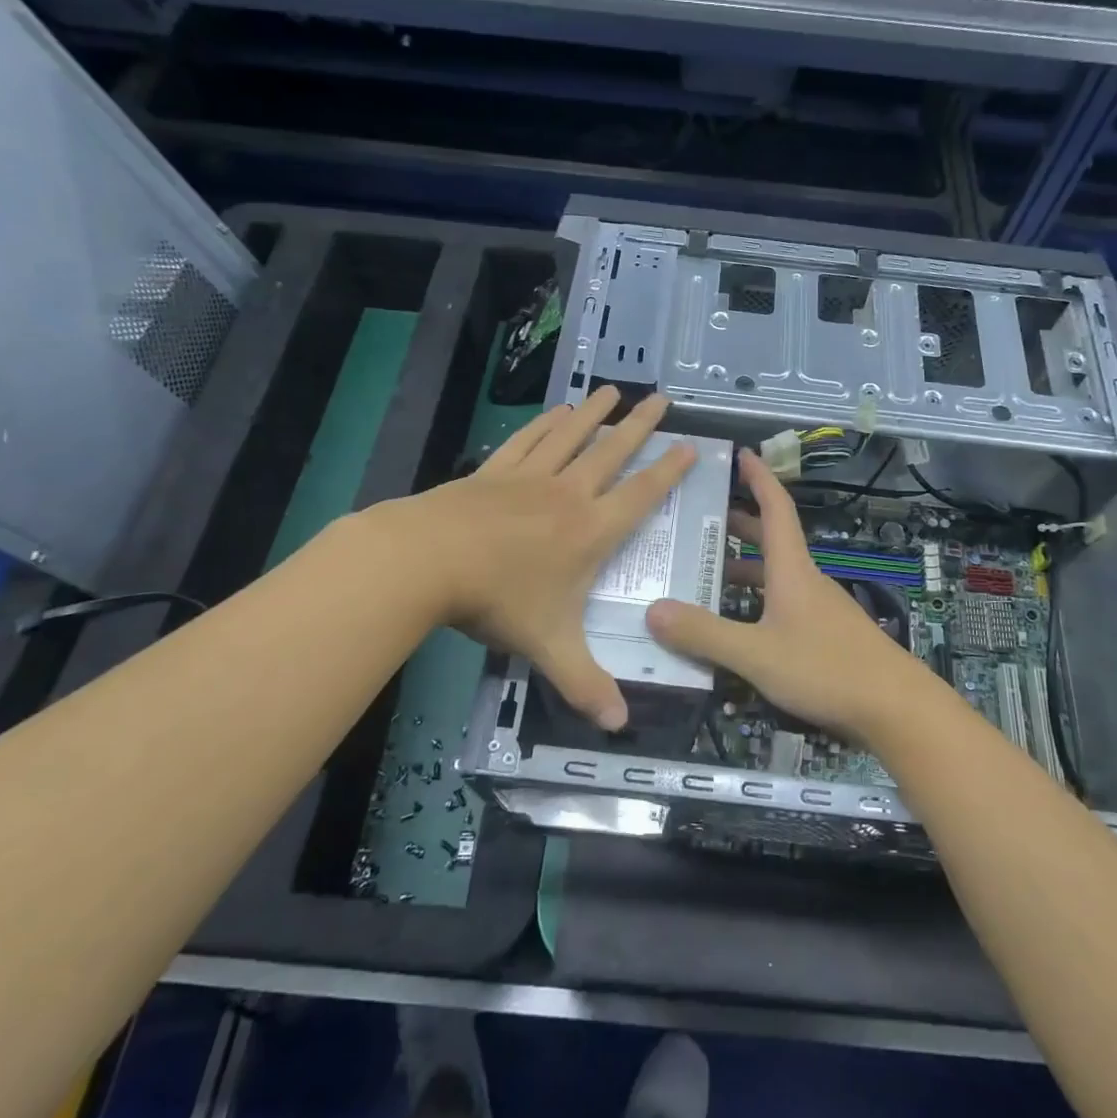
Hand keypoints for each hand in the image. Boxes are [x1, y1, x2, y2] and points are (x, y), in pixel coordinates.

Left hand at [377, 386, 693, 729]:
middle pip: (612, 453)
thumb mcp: (547, 645)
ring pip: (571, 436)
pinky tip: (556, 411)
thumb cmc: (497, 599)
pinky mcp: (494, 471)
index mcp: (590, 531)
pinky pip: (528, 439)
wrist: (427, 559)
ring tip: (612, 390)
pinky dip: (546, 423)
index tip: (689, 446)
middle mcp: (568, 495)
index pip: (641, 495)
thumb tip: (619, 727)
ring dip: (594, 413)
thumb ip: (584, 684)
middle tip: (661, 398)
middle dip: (639, 426)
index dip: (668, 471)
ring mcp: (529, 477)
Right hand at [647, 449, 932, 742]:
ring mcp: (818, 608)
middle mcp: (805, 580)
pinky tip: (736, 623)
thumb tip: (652, 610)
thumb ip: (705, 634)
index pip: (775, 508)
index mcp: (792, 570)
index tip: (740, 454)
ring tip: (704, 571)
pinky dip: (755, 600)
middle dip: (738, 523)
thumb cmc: (826, 669)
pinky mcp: (824, 635)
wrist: (896, 709)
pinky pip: (781, 604)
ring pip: (775, 574)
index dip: (759, 478)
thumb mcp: (757, 654)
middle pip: (771, 539)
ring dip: (743, 566)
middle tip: (699, 517)